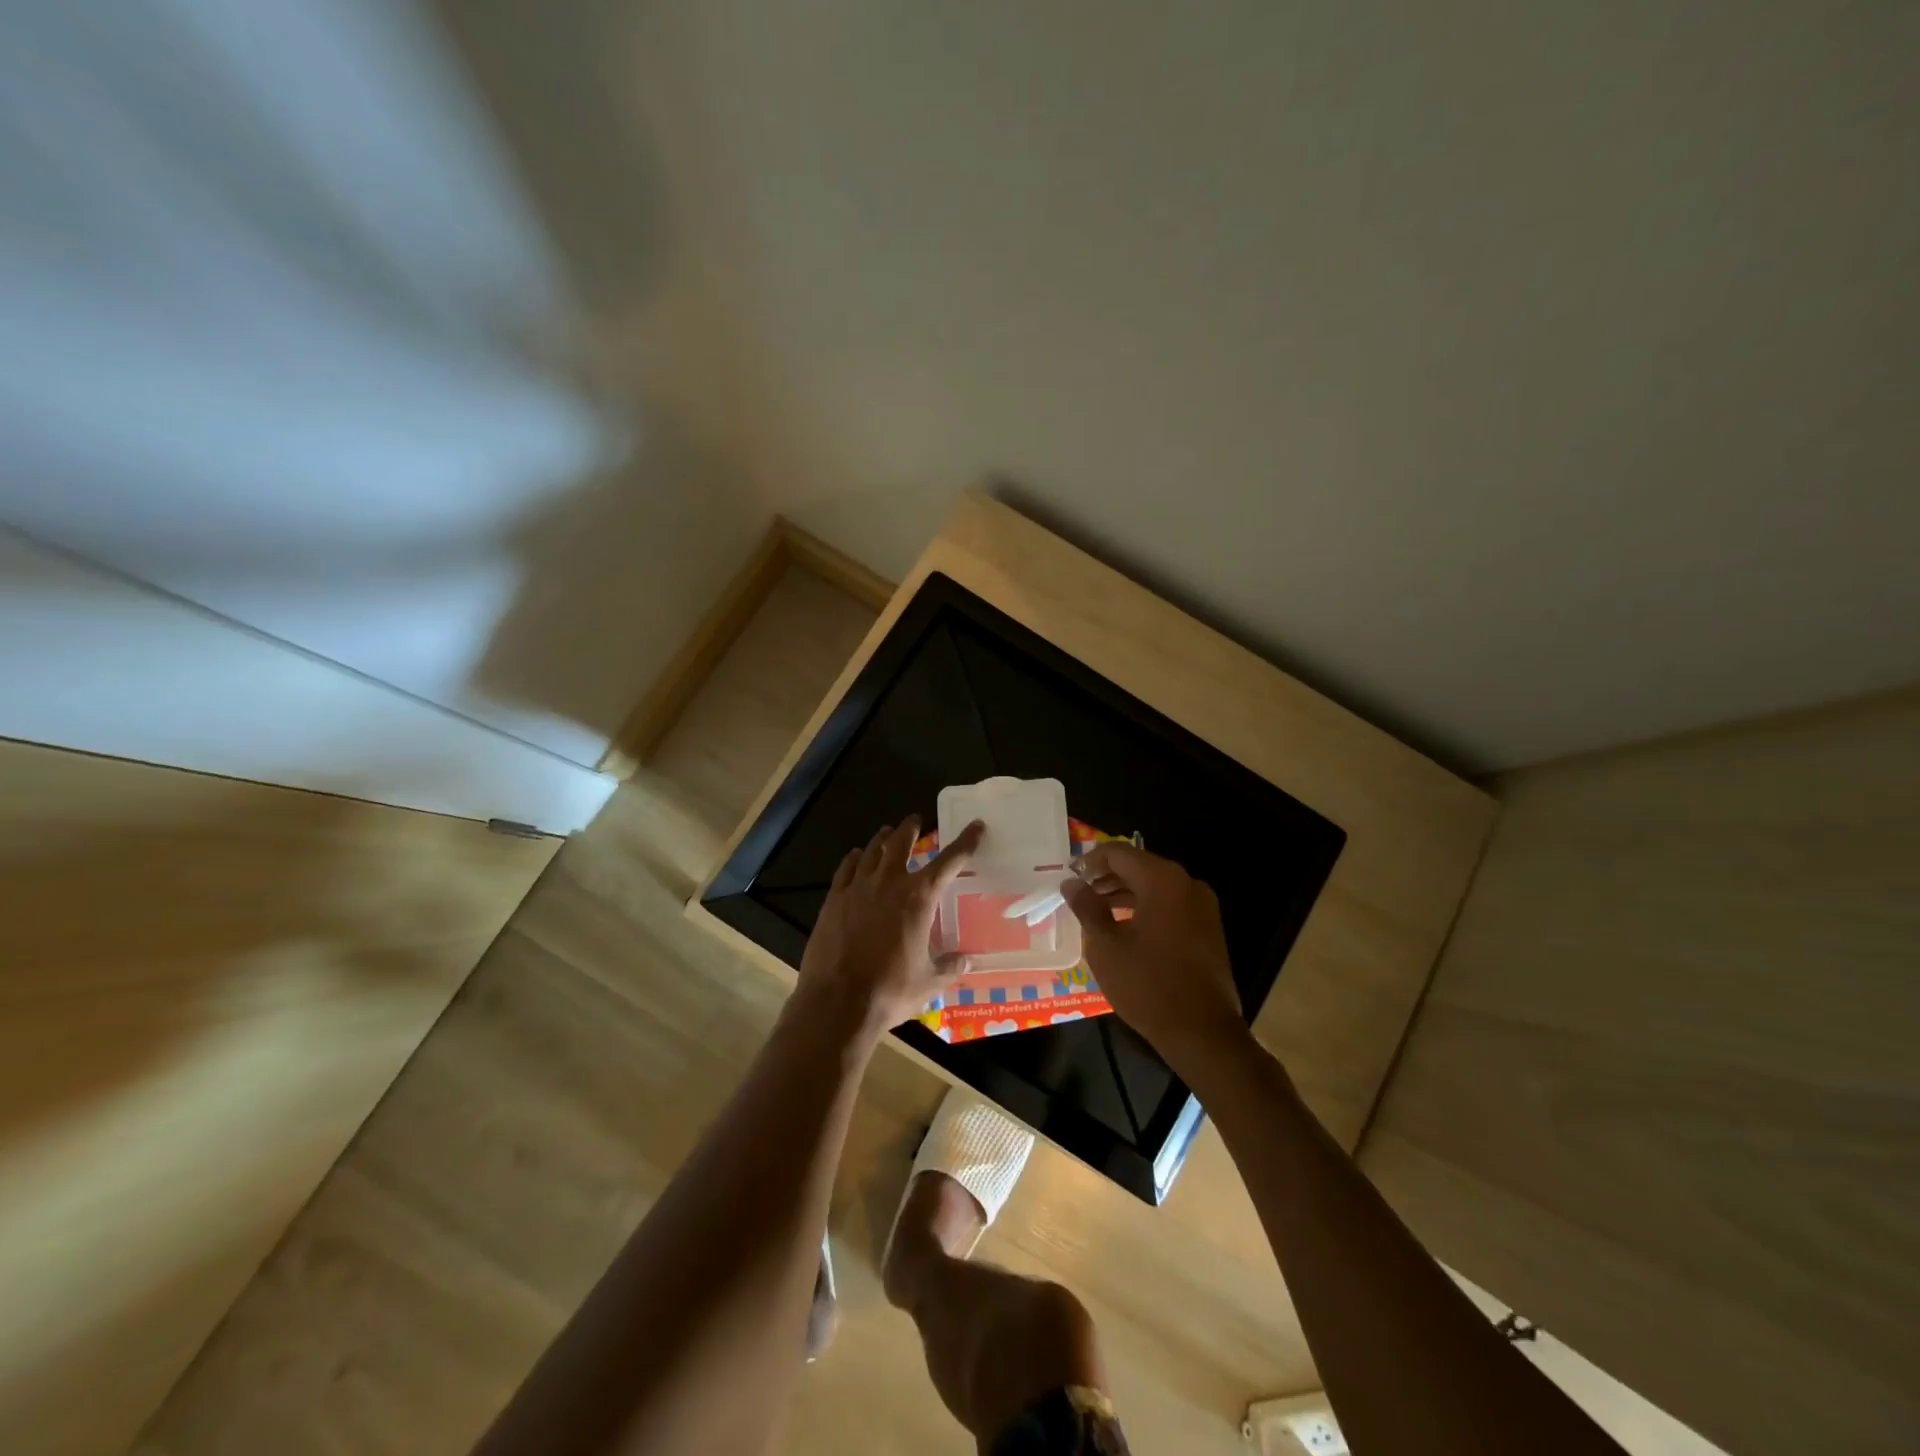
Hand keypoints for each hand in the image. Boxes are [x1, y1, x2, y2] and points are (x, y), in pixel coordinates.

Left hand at [796, 817, 984, 1038]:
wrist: (838, 1002)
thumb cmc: (890, 991)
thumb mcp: (929, 982)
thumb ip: (950, 966)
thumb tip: (967, 960)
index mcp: (919, 898)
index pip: (949, 861)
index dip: (965, 842)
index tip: (976, 826)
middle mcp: (889, 883)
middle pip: (901, 842)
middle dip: (911, 828)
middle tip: (916, 820)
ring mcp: (858, 888)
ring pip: (872, 851)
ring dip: (883, 839)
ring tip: (887, 833)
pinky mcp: (833, 900)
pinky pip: (846, 869)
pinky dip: (854, 859)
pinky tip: (855, 857)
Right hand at [1060, 843, 1248, 1066]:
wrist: (1203, 1032)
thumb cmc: (1147, 985)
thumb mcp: (1106, 945)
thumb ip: (1087, 907)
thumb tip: (1071, 883)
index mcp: (1162, 880)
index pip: (1118, 853)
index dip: (1090, 861)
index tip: (1069, 877)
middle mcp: (1186, 884)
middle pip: (1139, 866)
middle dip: (1106, 877)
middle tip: (1079, 893)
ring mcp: (1202, 906)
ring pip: (1155, 886)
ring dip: (1124, 893)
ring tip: (1096, 910)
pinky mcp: (1208, 928)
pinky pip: (1170, 904)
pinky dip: (1145, 907)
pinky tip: (1124, 927)